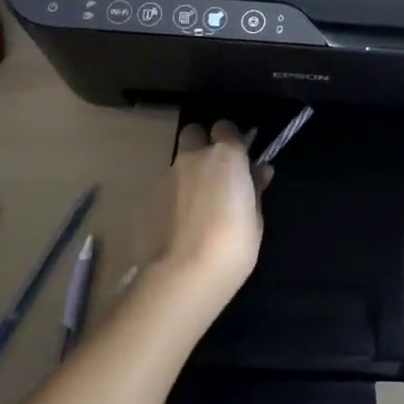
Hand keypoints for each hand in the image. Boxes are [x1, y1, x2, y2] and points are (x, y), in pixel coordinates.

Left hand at [150, 121, 269, 310]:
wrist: (181, 277)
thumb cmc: (232, 246)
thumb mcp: (255, 219)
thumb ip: (254, 189)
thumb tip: (259, 171)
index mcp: (226, 156)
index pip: (226, 127)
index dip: (231, 139)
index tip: (237, 158)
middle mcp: (192, 158)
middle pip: (193, 133)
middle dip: (201, 145)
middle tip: (212, 174)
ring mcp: (164, 177)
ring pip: (176, 165)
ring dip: (185, 177)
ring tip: (193, 211)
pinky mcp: (144, 200)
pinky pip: (161, 191)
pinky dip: (169, 201)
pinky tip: (175, 228)